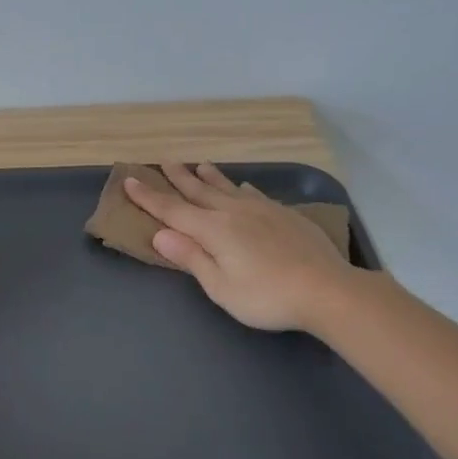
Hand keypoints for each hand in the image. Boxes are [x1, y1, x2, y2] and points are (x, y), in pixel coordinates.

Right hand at [125, 162, 354, 332]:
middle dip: (178, 178)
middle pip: (199, 192)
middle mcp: (234, 212)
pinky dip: (241, 189)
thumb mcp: (220, 286)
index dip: (149, 197)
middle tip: (164, 162)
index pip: (172, 210)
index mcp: (213, 230)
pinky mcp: (284, 215)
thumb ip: (191, 257)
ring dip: (209, 177)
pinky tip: (242, 188)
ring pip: (227, 188)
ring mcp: (262, 210)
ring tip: (198, 164)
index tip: (130, 180)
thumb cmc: (266, 296)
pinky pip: (254, 195)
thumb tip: (161, 233)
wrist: (326, 290)